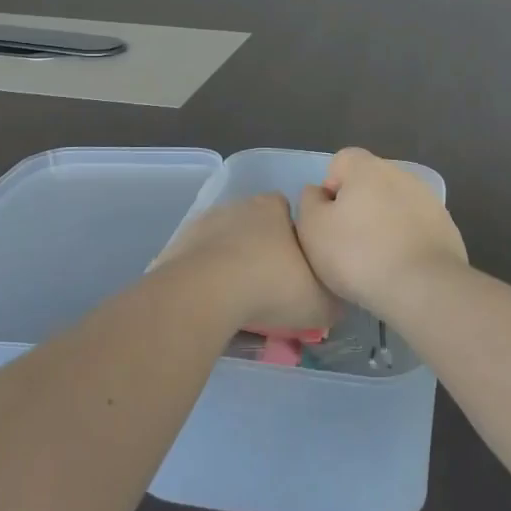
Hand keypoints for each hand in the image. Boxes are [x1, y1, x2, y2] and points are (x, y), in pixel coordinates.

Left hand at [150, 193, 336, 332]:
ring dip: (230, 264)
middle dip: (261, 251)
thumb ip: (332, 299)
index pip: (289, 213)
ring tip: (238, 302)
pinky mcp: (176, 247)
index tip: (297, 270)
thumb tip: (335, 303)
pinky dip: (204, 279)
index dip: (294, 240)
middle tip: (269, 289)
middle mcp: (238, 206)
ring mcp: (203, 224)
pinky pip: (197, 263)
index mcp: (274, 207)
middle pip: (255, 226)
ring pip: (224, 243)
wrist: (205, 294)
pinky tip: (211, 305)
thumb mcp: (319, 302)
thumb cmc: (270, 286)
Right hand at [296, 148, 467, 318]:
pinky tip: (400, 268)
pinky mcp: (446, 227)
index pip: (342, 161)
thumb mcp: (312, 229)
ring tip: (375, 260)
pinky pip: (415, 227)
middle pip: (369, 182)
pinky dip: (406, 240)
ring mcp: (428, 199)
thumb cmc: (358, 254)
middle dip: (358, 206)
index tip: (329, 220)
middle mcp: (400, 174)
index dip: (330, 188)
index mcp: (367, 168)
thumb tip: (319, 192)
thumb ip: (309, 202)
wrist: (423, 287)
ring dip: (383, 223)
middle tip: (348, 243)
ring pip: (394, 205)